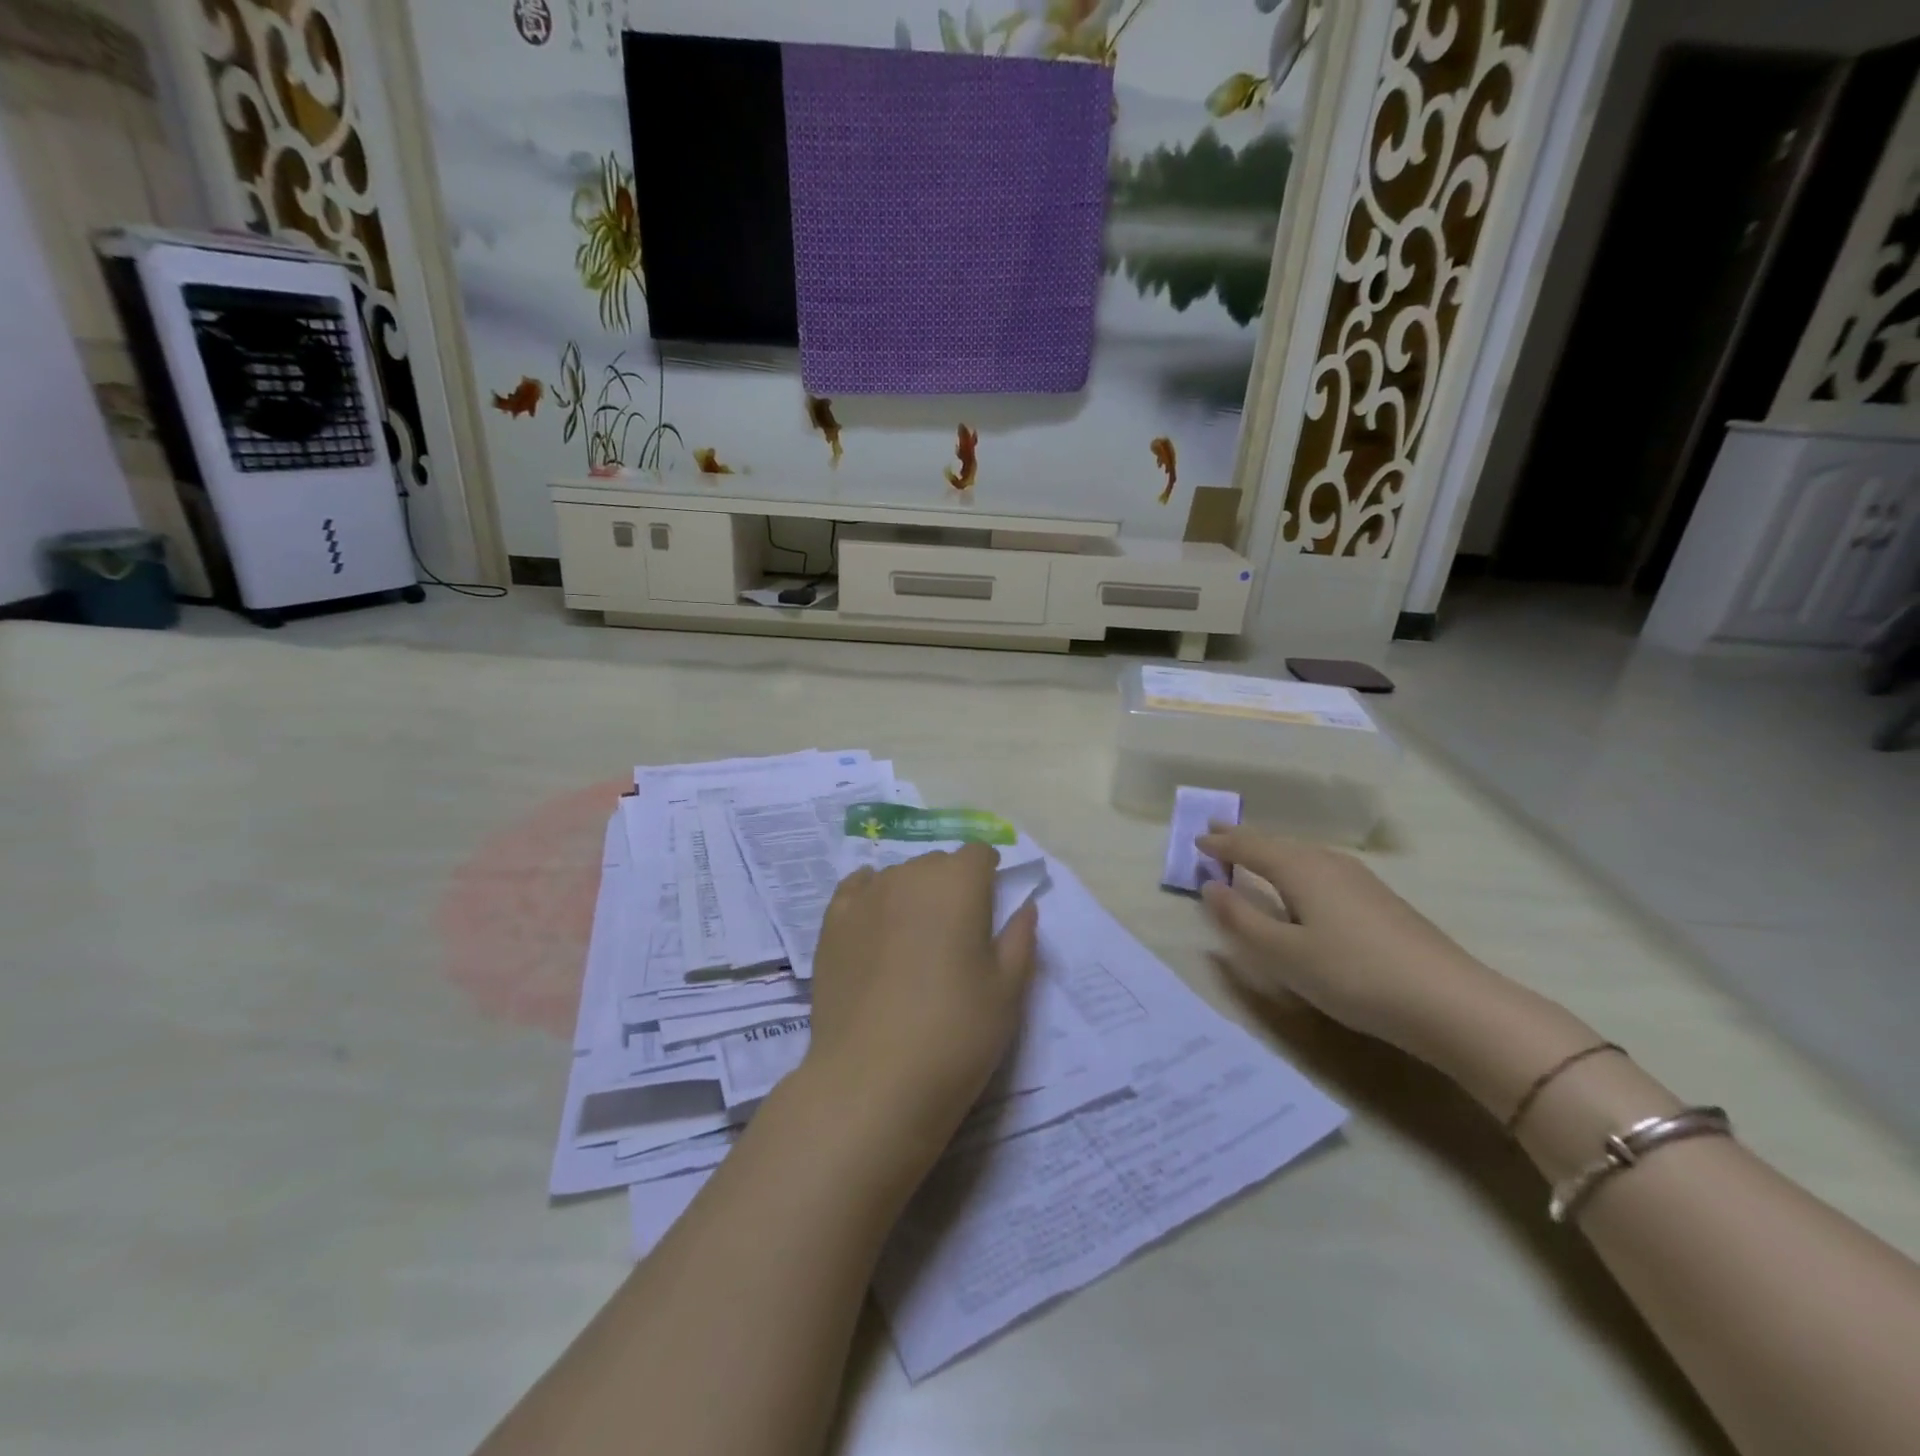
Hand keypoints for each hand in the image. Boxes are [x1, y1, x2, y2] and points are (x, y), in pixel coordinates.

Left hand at [806, 844, 1039, 1160]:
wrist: (873, 1079)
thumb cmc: (956, 1033)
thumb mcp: (1007, 990)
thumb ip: (1020, 939)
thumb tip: (1024, 906)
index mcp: (959, 883)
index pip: (978, 853)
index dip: (988, 874)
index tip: (991, 906)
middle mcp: (910, 874)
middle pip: (937, 863)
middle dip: (951, 885)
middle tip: (956, 935)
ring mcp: (866, 896)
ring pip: (898, 876)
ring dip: (912, 894)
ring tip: (914, 941)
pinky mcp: (832, 922)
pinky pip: (857, 889)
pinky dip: (872, 896)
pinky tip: (875, 922)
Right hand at [1197, 827, 1494, 1056]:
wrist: (1450, 1002)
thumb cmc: (1353, 975)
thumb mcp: (1284, 954)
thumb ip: (1241, 919)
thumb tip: (1209, 886)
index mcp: (1301, 869)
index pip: (1251, 848)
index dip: (1222, 844)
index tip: (1197, 840)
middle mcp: (1329, 864)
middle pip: (1279, 844)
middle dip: (1246, 839)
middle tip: (1217, 833)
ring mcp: (1360, 881)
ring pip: (1304, 855)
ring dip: (1273, 852)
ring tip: (1254, 853)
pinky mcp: (1380, 901)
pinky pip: (1322, 869)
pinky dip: (1297, 867)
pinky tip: (1304, 885)